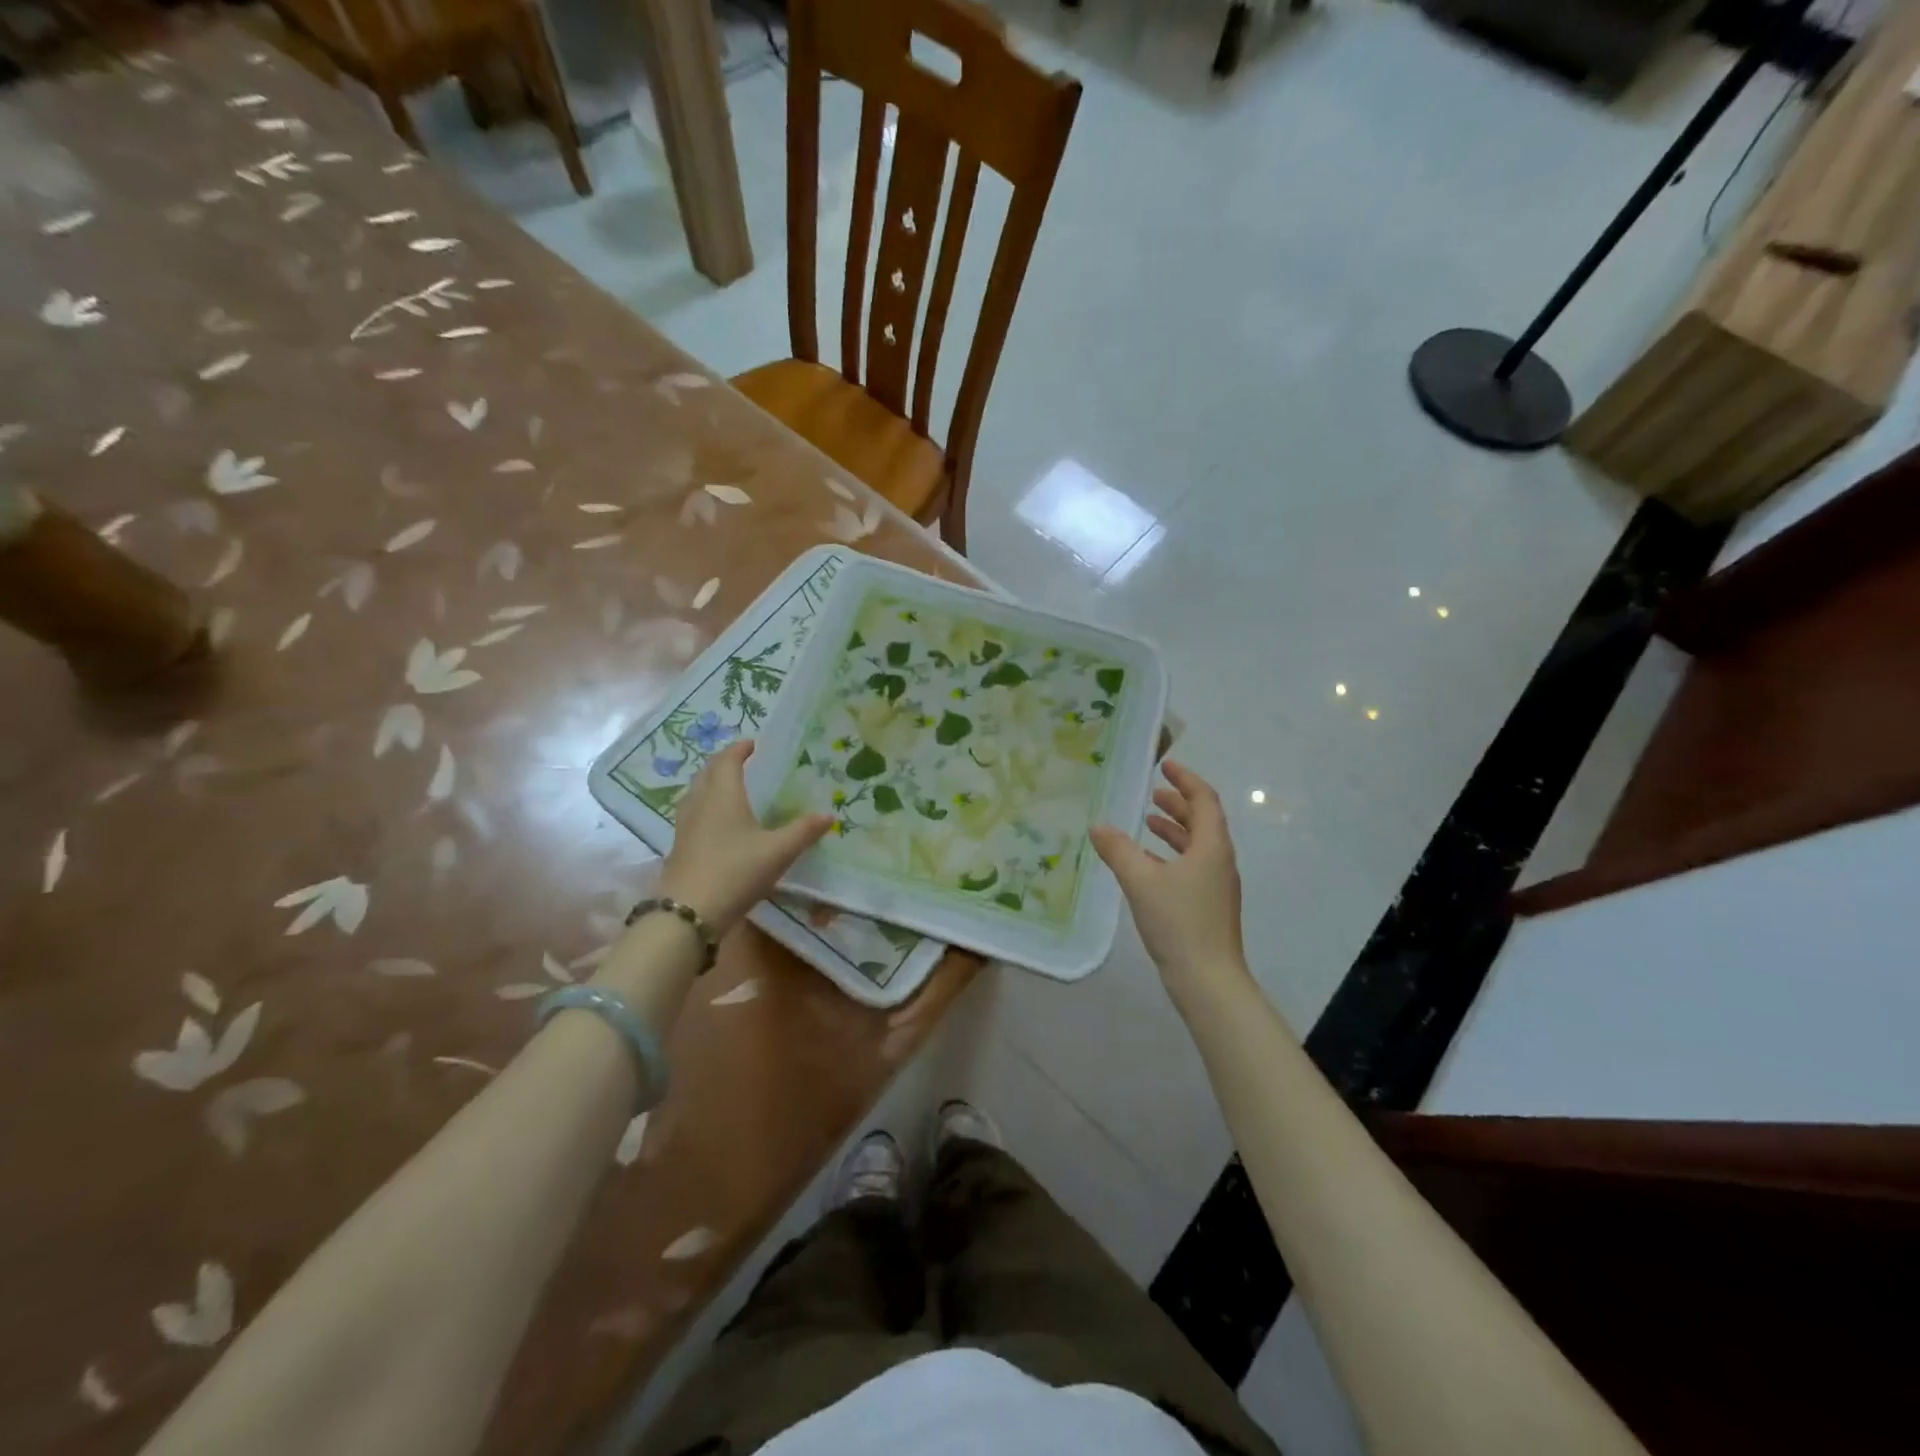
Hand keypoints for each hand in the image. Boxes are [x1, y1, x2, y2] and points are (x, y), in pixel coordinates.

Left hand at [657, 741, 832, 934]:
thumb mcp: (778, 852)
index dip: (739, 749)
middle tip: (741, 761)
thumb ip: (803, 831)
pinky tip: (715, 823)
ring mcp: (685, 826)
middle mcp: (700, 804)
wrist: (688, 913)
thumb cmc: (735, 871)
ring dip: (709, 783)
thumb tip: (829, 814)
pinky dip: (704, 807)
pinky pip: (691, 814)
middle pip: (707, 773)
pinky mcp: (679, 848)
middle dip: (723, 763)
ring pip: (695, 793)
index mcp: (723, 795)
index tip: (753, 744)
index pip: (728, 761)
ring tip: (727, 788)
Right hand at [1091, 760, 1249, 1003]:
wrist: (1208, 980)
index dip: (1186, 780)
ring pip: (1197, 845)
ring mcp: (1217, 885)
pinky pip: (1191, 866)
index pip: (1204, 800)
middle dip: (1178, 803)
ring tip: (1146, 822)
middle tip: (1152, 793)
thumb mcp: (1141, 881)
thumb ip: (1118, 850)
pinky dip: (1171, 855)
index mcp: (1211, 846)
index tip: (1165, 766)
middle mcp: (1219, 860)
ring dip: (1174, 829)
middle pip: (1203, 821)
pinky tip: (1147, 865)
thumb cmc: (1179, 922)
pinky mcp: (1208, 905)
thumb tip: (1098, 826)